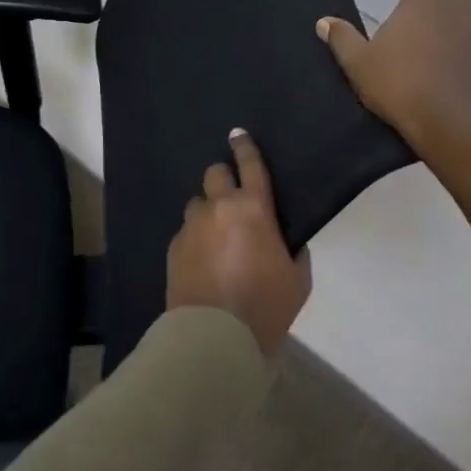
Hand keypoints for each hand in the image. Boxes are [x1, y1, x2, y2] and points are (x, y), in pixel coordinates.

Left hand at [166, 129, 310, 356]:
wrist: (215, 336)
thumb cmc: (264, 305)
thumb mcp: (298, 279)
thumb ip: (293, 251)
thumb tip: (285, 241)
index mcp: (253, 208)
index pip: (250, 165)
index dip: (245, 146)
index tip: (238, 134)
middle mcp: (219, 208)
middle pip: (214, 174)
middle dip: (223, 179)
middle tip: (233, 198)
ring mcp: (192, 227)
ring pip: (197, 203)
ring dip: (208, 211)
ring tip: (216, 236)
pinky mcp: (173, 247)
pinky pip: (186, 231)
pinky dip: (196, 237)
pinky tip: (203, 259)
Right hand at [318, 0, 470, 224]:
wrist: (456, 126)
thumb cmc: (400, 86)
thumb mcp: (359, 66)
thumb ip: (343, 40)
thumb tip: (324, 22)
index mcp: (425, 3)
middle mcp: (461, 12)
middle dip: (461, 0)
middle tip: (440, 25)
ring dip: (470, 34)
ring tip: (449, 61)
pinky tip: (464, 85)